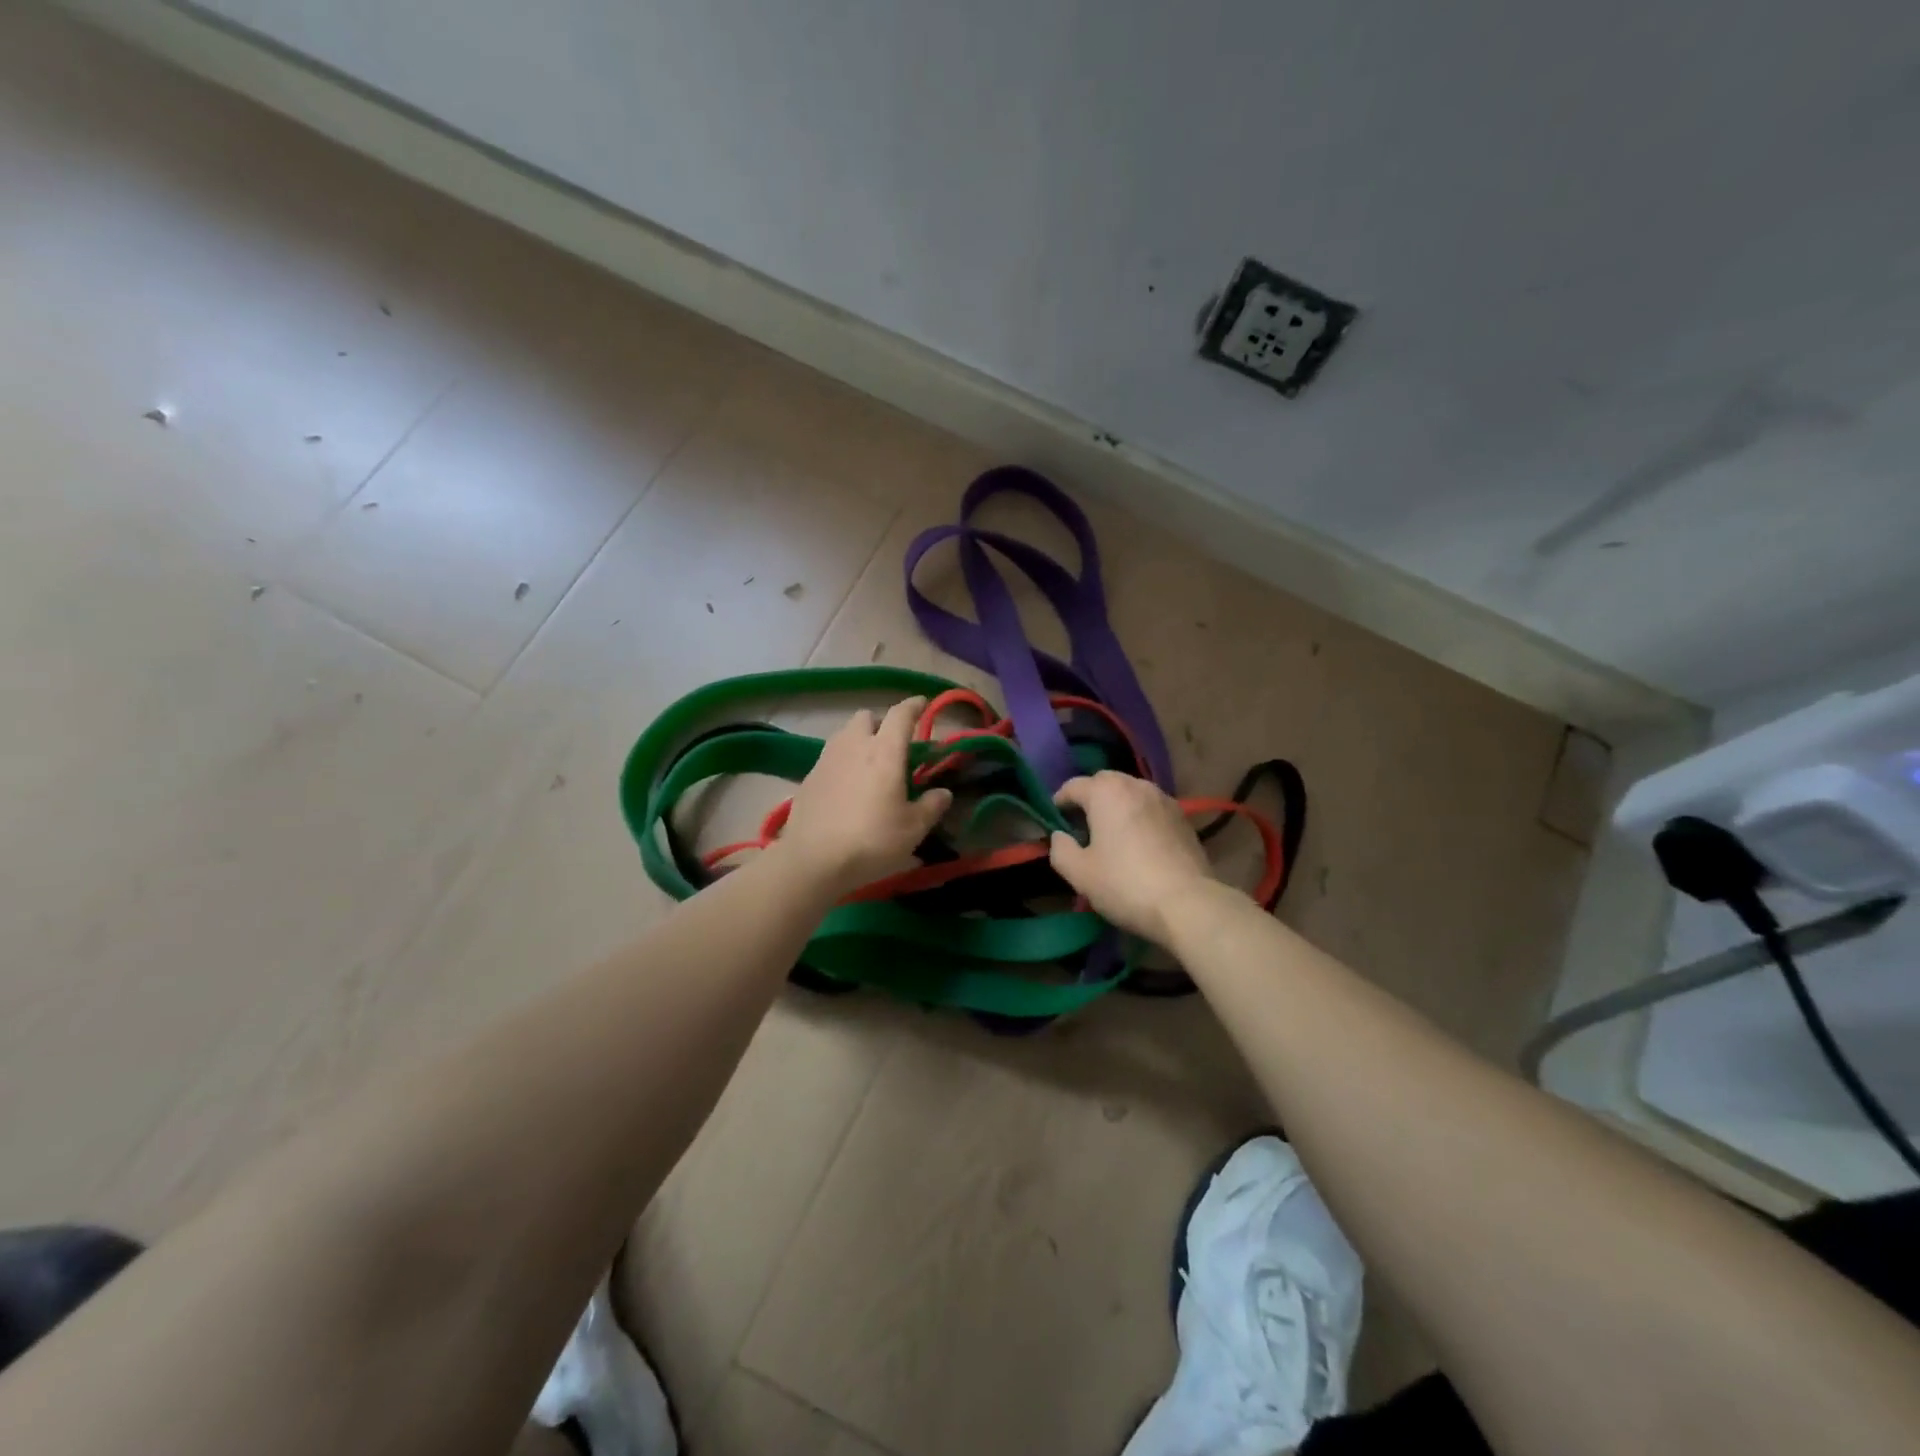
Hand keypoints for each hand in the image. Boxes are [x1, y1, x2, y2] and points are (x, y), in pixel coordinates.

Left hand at [778, 698, 952, 896]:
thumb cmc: (872, 840)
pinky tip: (847, 787)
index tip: (922, 703)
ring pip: (845, 734)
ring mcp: (827, 759)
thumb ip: (931, 806)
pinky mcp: (809, 777)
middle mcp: (854, 745)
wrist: (814, 859)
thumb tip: (943, 793)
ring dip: (859, 739)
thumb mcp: (913, 828)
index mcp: (884, 751)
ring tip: (869, 764)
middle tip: (893, 745)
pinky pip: (830, 757)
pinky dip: (843, 762)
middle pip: (867, 717)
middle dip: (881, 723)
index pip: (901, 714)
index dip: (914, 706)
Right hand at [1049, 772, 1217, 944]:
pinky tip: (1139, 842)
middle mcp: (1136, 786)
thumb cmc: (1125, 884)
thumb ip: (1060, 849)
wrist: (1187, 903)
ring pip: (1131, 792)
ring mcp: (1164, 800)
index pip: (1073, 786)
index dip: (1059, 801)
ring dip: (1117, 805)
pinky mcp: (1183, 818)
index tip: (1054, 819)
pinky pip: (1151, 808)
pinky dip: (1139, 816)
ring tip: (1111, 831)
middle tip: (1082, 824)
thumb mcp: (1079, 874)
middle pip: (1105, 782)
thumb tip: (1060, 836)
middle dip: (1090, 797)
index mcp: (1106, 792)